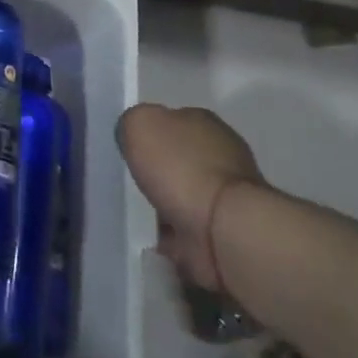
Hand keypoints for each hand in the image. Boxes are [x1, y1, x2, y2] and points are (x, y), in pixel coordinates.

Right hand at [117, 103, 264, 292]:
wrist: (223, 229)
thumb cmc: (181, 168)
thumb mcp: (141, 124)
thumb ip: (133, 121)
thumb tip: (135, 134)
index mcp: (203, 123)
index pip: (173, 119)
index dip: (151, 132)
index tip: (132, 148)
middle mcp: (221, 154)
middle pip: (181, 157)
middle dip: (161, 168)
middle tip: (134, 179)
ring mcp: (226, 195)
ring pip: (186, 193)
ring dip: (167, 203)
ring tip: (140, 211)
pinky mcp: (224, 231)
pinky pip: (188, 229)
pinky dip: (173, 234)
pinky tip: (153, 237)